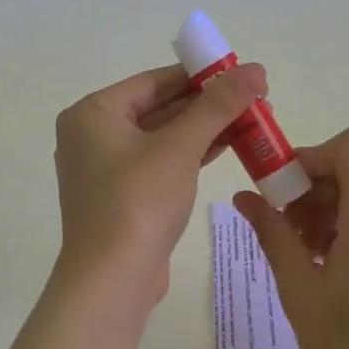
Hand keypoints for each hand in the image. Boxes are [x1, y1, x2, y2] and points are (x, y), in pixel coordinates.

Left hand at [55, 61, 266, 300]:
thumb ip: (218, 105)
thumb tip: (255, 68)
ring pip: (163, 137)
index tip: (242, 73)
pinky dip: (192, 154)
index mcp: (93, 113)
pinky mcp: (123, 197)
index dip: (201, 75)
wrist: (112, 280)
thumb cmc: (138, 202)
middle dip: (208, 104)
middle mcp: (93, 135)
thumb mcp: (180, 147)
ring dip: (205, 129)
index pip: (154, 81)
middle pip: (159, 107)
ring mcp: (106, 169)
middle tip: (256, 99)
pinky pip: (160, 163)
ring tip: (253, 121)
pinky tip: (229, 146)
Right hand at [232, 127, 348, 348]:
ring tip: (303, 253)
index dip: (314, 156)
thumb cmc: (344, 347)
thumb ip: (271, 232)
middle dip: (313, 187)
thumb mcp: (297, 287)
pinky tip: (330, 267)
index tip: (283, 190)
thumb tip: (243, 196)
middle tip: (282, 227)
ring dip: (330, 208)